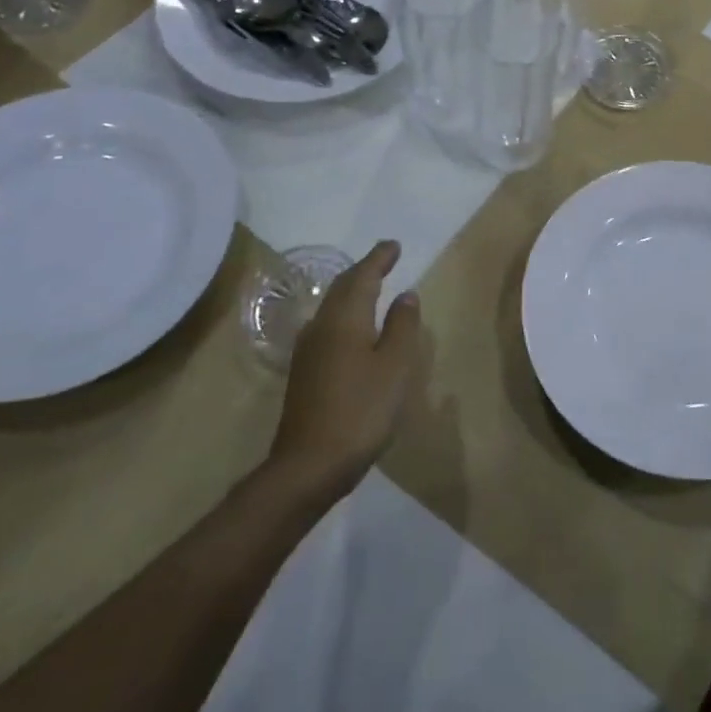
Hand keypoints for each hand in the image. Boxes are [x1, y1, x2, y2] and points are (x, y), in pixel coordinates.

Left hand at [267, 240, 427, 497]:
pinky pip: (329, 326)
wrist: (308, 466)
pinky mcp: (305, 373)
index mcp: (344, 320)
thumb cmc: (361, 410)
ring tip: (373, 287)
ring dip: (353, 291)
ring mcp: (308, 351)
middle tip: (385, 259)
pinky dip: (346, 314)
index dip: (379, 259)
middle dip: (364, 271)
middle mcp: (321, 327)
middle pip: (342, 288)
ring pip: (333, 307)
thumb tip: (405, 295)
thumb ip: (402, 326)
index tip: (394, 245)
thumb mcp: (395, 366)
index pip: (362, 277)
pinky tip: (356, 328)